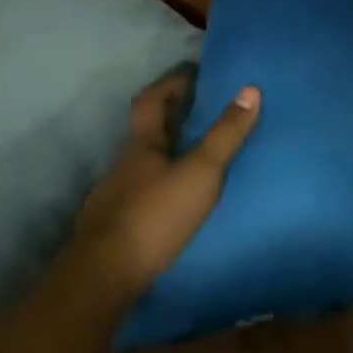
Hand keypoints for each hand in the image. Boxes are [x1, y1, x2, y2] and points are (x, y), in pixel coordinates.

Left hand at [74, 64, 260, 303]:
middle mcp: (124, 165)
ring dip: (168, 154)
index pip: (151, 100)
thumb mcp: (200, 171)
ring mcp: (114, 198)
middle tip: (205, 110)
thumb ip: (226, 133)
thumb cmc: (154, 215)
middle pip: (147, 131)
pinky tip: (176, 201)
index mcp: (142, 144)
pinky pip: (142, 194)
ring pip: (144, 164)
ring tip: (198, 156)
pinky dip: (161, 187)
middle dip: (173, 117)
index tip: (193, 72)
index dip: (170, 83)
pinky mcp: (114, 230)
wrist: (101, 280)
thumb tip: (250, 89)